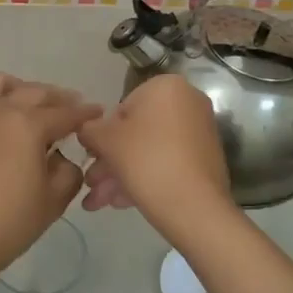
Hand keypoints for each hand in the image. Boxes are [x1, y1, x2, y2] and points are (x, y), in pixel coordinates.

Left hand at [0, 73, 100, 288]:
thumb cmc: (10, 224)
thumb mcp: (55, 199)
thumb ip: (68, 169)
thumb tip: (60, 156)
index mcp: (27, 126)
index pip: (64, 113)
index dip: (84, 113)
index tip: (97, 112)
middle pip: (33, 92)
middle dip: (57, 98)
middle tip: (70, 107)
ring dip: (19, 88)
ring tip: (29, 103)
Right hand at [77, 74, 234, 233]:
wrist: (194, 206)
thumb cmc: (146, 160)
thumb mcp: (105, 140)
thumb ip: (89, 129)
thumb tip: (87, 130)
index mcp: (166, 86)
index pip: (122, 107)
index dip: (102, 135)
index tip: (91, 158)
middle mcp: (188, 103)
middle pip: (137, 132)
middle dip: (110, 161)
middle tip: (91, 183)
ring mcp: (199, 133)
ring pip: (149, 151)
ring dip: (120, 174)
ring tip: (98, 202)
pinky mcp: (204, 160)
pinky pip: (166, 163)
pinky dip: (144, 178)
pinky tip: (121, 202)